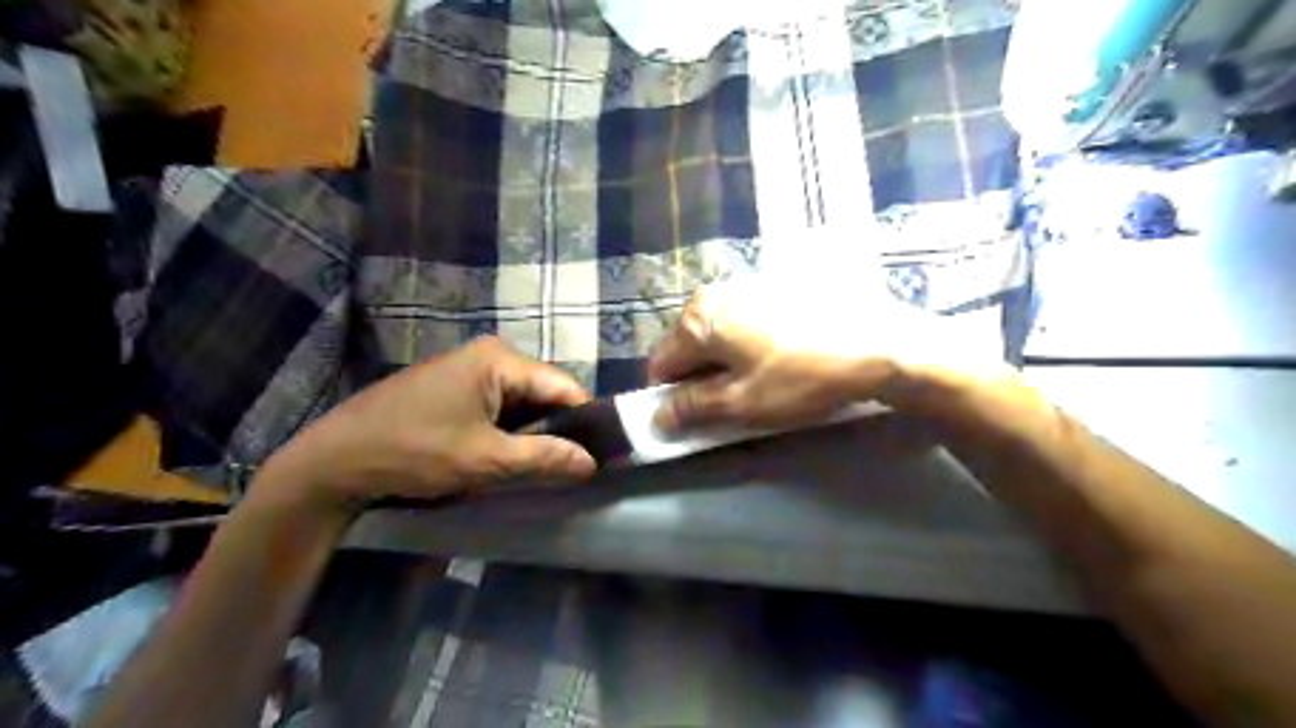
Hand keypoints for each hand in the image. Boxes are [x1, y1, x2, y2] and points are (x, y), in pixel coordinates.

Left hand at [257, 339, 595, 513]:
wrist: (332, 462)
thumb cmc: (414, 453)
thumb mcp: (486, 461)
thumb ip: (545, 458)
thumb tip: (592, 463)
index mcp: (500, 360)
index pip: (564, 386)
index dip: (584, 421)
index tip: (598, 455)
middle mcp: (487, 354)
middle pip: (542, 392)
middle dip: (554, 429)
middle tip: (565, 467)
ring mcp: (465, 368)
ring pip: (519, 401)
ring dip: (529, 433)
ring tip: (536, 466)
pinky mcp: (450, 386)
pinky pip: (495, 405)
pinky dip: (505, 430)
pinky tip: (501, 455)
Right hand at [644, 278, 1001, 433]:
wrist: (879, 343)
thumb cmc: (802, 377)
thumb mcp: (742, 403)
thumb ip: (692, 408)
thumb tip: (657, 417)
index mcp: (698, 319)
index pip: (661, 365)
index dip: (673, 397)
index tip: (697, 418)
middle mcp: (715, 294)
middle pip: (689, 347)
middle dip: (701, 378)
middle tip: (734, 405)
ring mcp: (747, 286)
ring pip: (718, 335)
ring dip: (726, 363)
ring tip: (763, 383)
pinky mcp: (775, 288)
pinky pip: (744, 323)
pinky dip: (749, 345)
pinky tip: (781, 359)